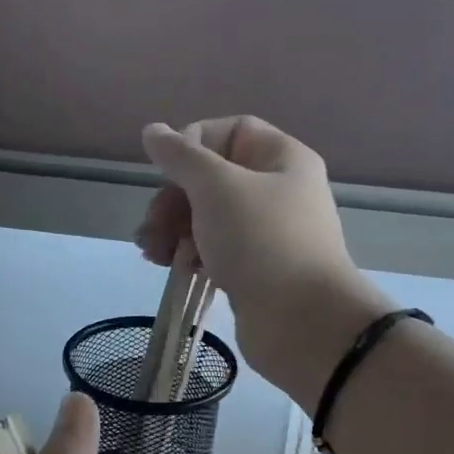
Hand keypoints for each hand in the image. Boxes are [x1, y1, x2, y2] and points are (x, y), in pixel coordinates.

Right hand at [136, 117, 389, 407]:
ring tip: (153, 254)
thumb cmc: (261, 242)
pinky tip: (173, 268)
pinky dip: (189, 255)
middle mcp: (276, 191)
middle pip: (212, 178)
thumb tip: (153, 131)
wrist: (301, 322)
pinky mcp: (253, 270)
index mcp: (281, 159)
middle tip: (153, 226)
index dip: (193, 146)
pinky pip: (214, 250)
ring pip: (208, 218)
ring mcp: (265, 234)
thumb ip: (181, 158)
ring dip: (173, 230)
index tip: (168, 174)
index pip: (230, 132)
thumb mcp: (217, 188)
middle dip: (174, 199)